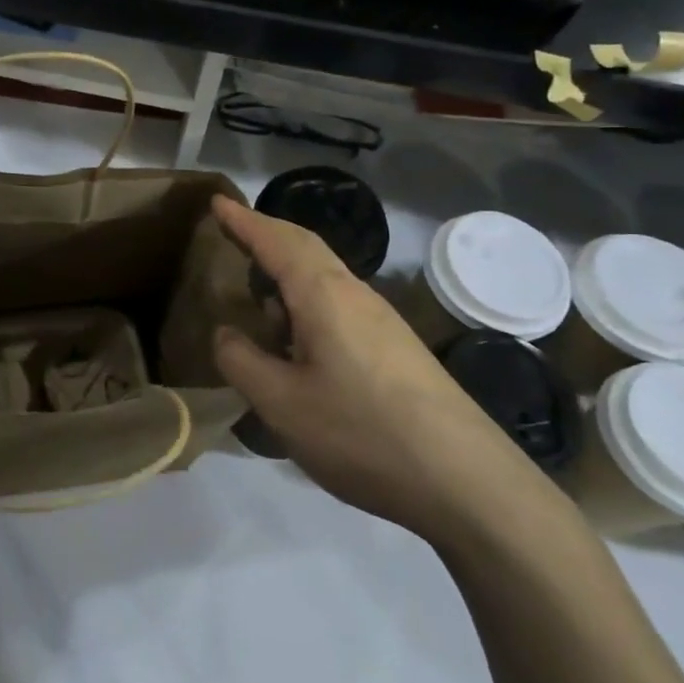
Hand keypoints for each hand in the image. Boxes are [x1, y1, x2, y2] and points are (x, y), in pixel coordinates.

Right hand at [211, 197, 550, 539]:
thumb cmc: (360, 432)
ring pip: (326, 277)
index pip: (276, 241)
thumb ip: (241, 361)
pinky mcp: (397, 349)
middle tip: (234, 231)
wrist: (466, 481)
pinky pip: (340, 305)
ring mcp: (382, 321)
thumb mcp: (280, 403)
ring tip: (259, 293)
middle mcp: (355, 294)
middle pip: (306, 247)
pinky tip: (300, 340)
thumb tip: (227, 333)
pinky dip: (308, 302)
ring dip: (289, 272)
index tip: (217, 201)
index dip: (244, 221)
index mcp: (323, 294)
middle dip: (268, 234)